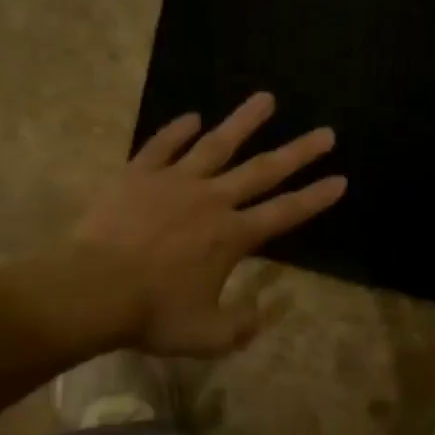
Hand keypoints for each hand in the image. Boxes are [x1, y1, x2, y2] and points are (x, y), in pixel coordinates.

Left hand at [73, 92, 345, 355]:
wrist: (94, 289)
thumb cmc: (153, 314)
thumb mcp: (208, 335)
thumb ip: (241, 326)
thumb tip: (262, 313)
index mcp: (233, 237)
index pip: (286, 212)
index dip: (316, 198)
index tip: (340, 179)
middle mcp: (212, 200)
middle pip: (263, 170)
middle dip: (298, 152)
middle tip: (325, 133)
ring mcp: (174, 182)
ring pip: (216, 144)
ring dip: (244, 122)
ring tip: (265, 98)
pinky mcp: (138, 175)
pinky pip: (162, 145)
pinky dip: (177, 130)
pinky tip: (191, 117)